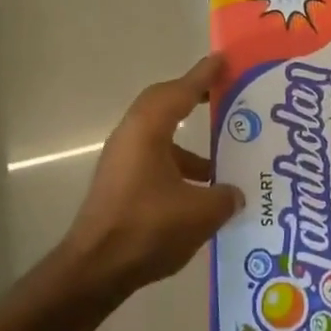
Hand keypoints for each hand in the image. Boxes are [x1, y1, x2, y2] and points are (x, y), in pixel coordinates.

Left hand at [58, 55, 243, 303]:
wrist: (95, 270)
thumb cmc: (147, 229)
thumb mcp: (199, 213)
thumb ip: (224, 197)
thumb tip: (235, 193)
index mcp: (148, 130)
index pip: (180, 91)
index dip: (203, 75)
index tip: (223, 60)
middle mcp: (131, 136)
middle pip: (163, 105)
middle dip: (191, 97)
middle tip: (221, 95)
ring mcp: (121, 160)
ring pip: (158, 135)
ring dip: (187, 141)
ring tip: (221, 156)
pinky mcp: (120, 184)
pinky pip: (154, 159)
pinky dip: (177, 165)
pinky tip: (201, 192)